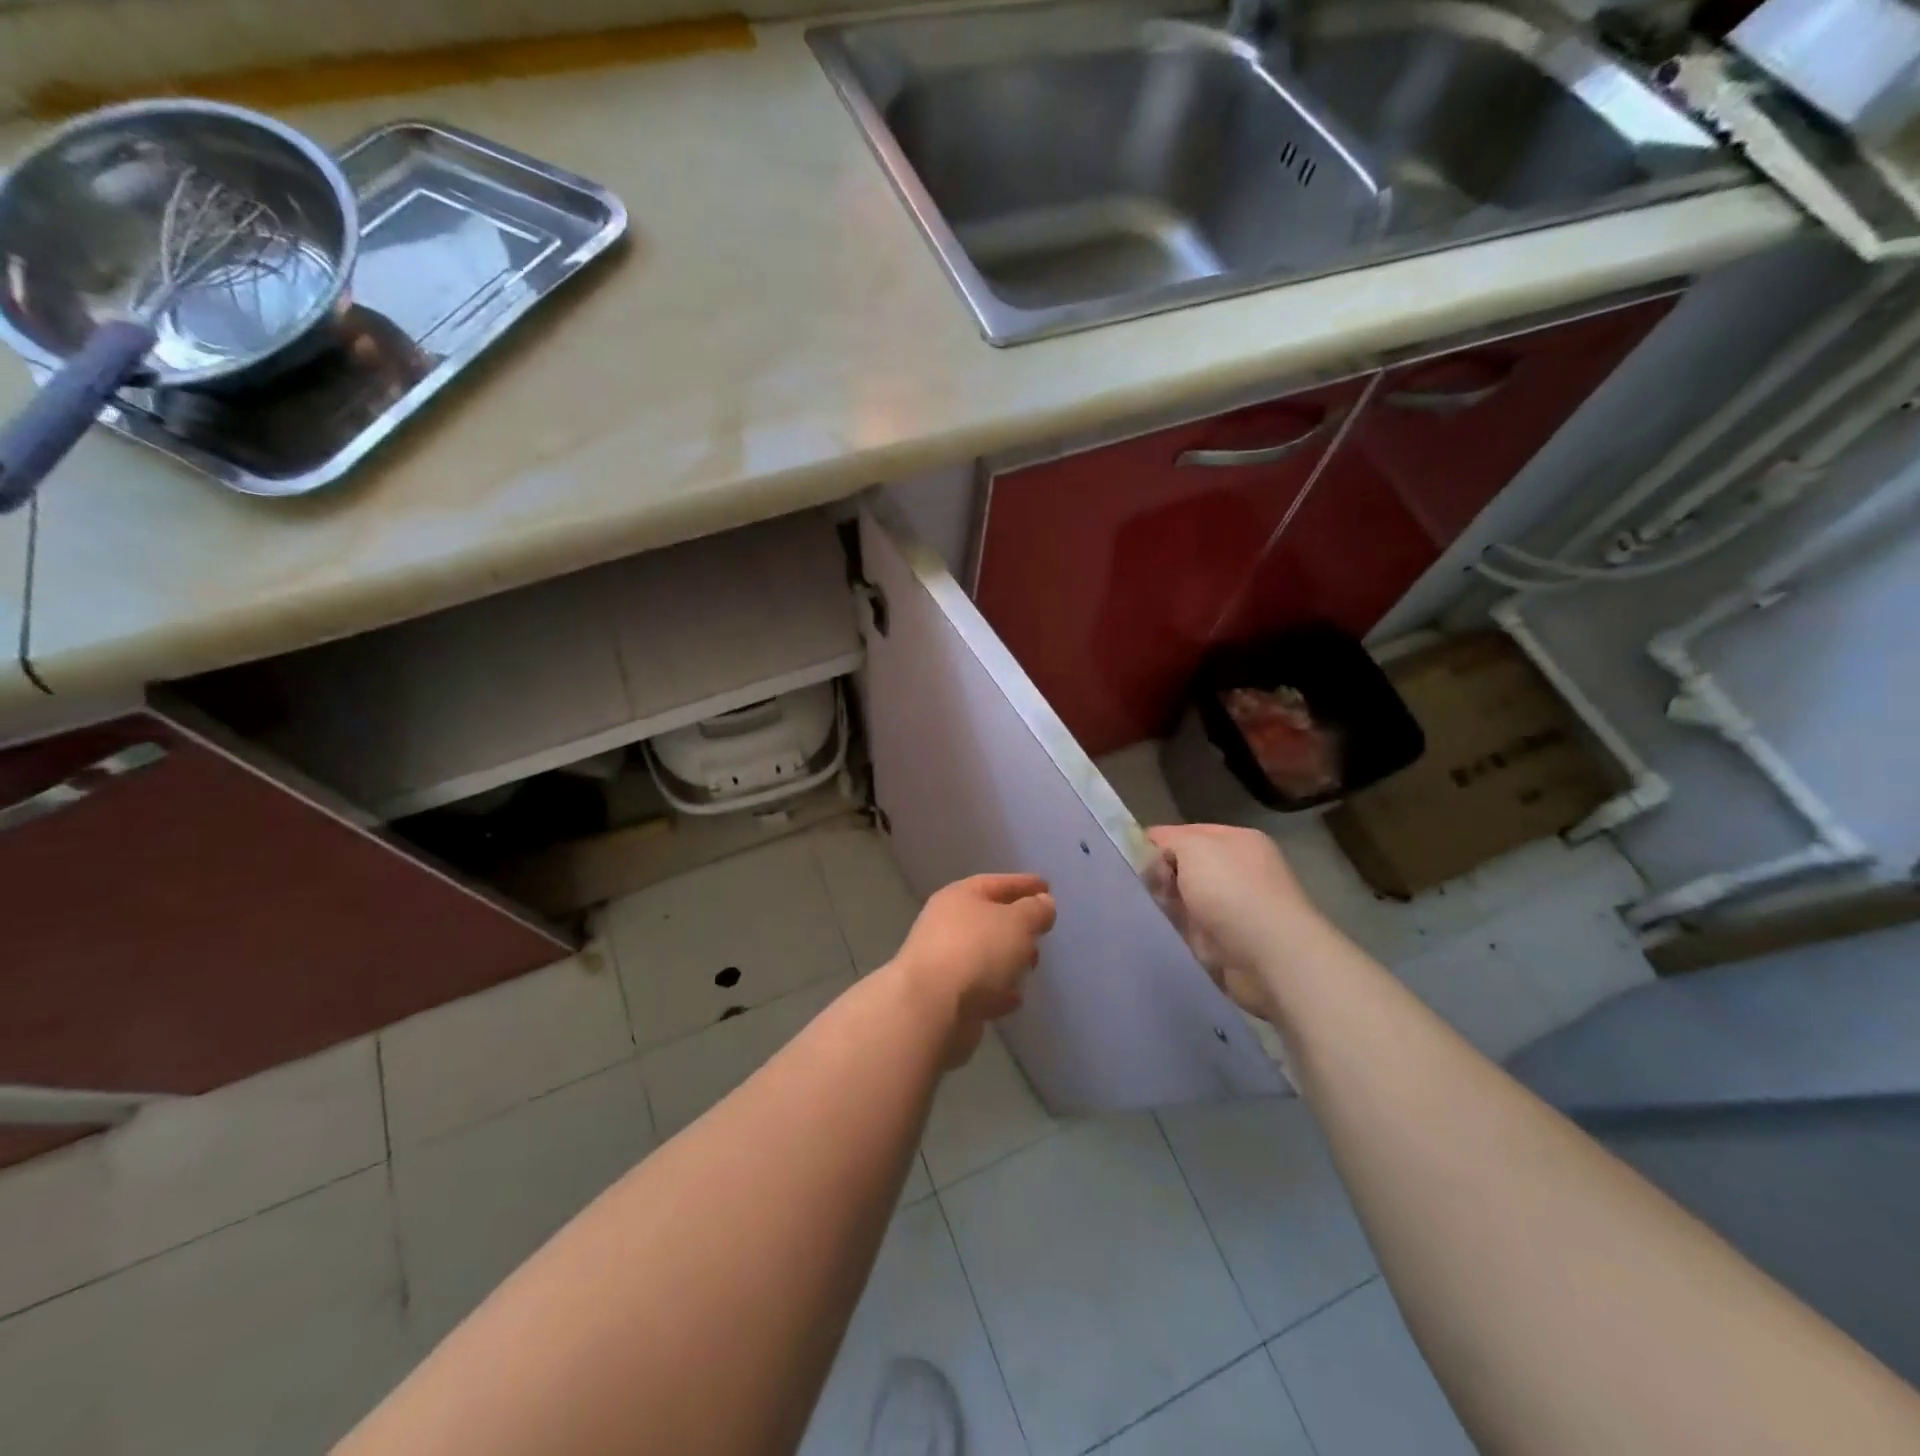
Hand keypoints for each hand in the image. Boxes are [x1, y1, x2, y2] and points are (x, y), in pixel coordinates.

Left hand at [889, 873, 1055, 1065]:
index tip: (1047, 887)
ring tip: (1031, 967)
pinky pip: (979, 988)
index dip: (1023, 883)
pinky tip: (1013, 999)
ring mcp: (943, 962)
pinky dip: (997, 991)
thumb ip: (1035, 910)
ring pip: (984, 955)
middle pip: (988, 919)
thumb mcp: (1017, 922)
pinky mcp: (946, 998)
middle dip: (1017, 925)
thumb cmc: (977, 952)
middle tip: (1041, 932)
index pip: (996, 883)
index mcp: (959, 897)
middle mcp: (946, 925)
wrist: (932, 1008)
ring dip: (1007, 960)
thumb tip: (1043, 903)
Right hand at [1146, 824, 1321, 1023]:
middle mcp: (1238, 870)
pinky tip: (1155, 930)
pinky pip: (1188, 928)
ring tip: (1140, 909)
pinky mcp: (1226, 941)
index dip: (1157, 842)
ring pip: (1183, 899)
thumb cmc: (1232, 891)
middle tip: (1136, 886)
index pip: (1186, 833)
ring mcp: (1233, 908)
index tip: (1128, 857)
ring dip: (1164, 904)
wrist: (1270, 957)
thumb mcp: (1194, 848)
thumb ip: (1168, 842)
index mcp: (1237, 841)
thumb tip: (1154, 851)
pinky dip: (1173, 930)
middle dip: (1159, 875)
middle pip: (1184, 867)